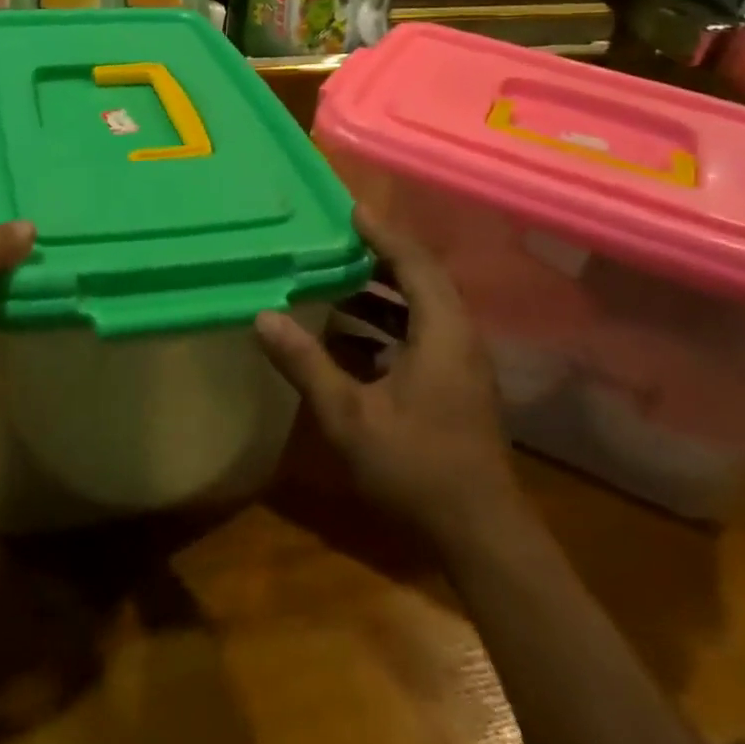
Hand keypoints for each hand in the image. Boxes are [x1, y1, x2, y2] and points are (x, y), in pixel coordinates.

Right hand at [255, 205, 518, 536]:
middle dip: (381, 255)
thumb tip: (262, 317)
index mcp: (442, 331)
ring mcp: (462, 363)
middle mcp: (458, 336)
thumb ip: (306, 362)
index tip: (351, 208)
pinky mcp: (457, 385)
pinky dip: (388, 324)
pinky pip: (422, 333)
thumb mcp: (350, 414)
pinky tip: (350, 338)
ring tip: (337, 278)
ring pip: (422, 308)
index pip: (413, 262)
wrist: (482, 535)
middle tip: (338, 238)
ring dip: (383, 291)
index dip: (382, 232)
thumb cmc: (417, 467)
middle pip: (421, 278)